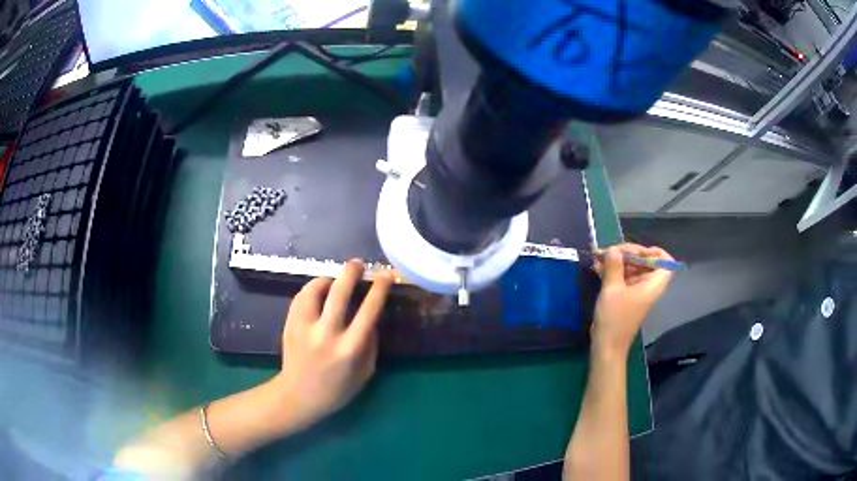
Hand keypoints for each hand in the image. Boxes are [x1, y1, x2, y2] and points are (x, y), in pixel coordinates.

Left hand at [274, 260, 392, 429]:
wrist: (299, 396)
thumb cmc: (337, 390)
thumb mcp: (365, 372)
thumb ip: (370, 343)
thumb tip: (371, 317)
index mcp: (350, 349)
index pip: (369, 311)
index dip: (379, 289)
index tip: (385, 276)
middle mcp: (326, 335)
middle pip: (339, 293)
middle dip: (351, 272)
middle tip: (358, 264)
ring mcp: (304, 329)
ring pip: (314, 291)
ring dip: (328, 278)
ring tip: (335, 277)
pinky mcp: (290, 325)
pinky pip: (301, 298)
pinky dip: (311, 289)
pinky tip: (318, 290)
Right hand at [592, 244, 673, 356]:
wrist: (607, 346)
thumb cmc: (615, 318)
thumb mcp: (612, 289)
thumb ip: (614, 266)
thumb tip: (613, 249)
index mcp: (652, 284)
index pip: (666, 263)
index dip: (656, 253)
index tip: (638, 250)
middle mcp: (648, 286)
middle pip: (646, 263)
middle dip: (628, 254)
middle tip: (610, 251)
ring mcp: (636, 292)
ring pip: (632, 269)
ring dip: (617, 262)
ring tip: (599, 257)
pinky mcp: (625, 297)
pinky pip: (623, 278)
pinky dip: (613, 272)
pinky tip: (597, 267)